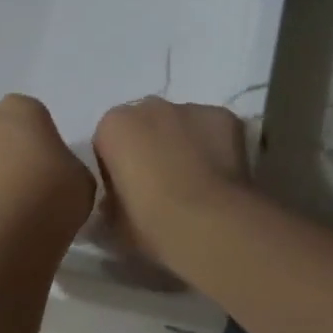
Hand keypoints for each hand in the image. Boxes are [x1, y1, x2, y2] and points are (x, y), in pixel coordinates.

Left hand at [0, 95, 95, 248]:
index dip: (42, 140)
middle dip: (12, 153)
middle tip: (33, 184)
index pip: (33, 115)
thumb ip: (65, 164)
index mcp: (21, 109)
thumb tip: (53, 173)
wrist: (12, 233)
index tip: (52, 165)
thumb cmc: (55, 193)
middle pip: (0, 134)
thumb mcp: (81, 176)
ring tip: (14, 208)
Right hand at [93, 99, 248, 268]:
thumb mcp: (112, 224)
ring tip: (194, 185)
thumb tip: (116, 203)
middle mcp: (150, 106)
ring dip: (182, 145)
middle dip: (149, 148)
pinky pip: (213, 131)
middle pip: (145, 126)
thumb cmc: (151, 224)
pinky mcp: (225, 117)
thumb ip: (109, 204)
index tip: (126, 195)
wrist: (210, 225)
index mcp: (113, 126)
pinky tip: (219, 178)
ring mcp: (191, 108)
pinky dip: (215, 147)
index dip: (116, 169)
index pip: (107, 143)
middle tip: (160, 188)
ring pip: (181, 125)